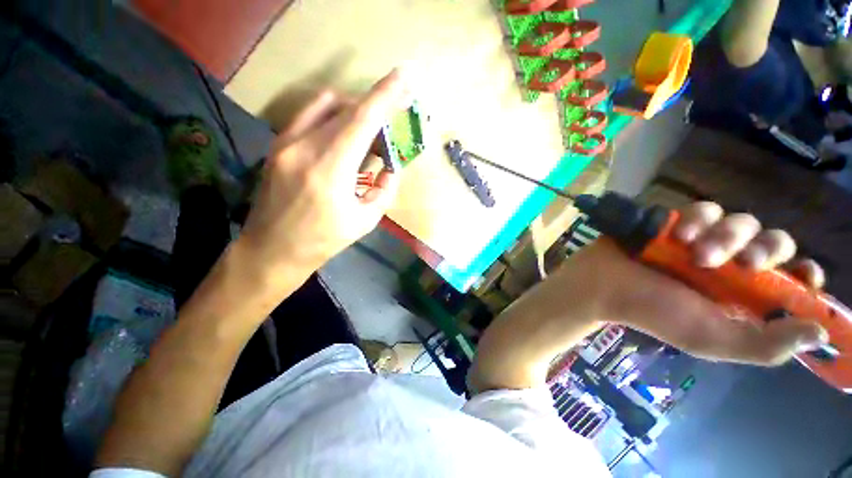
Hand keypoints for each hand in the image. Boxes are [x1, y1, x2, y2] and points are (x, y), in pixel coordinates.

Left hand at [239, 70, 409, 277]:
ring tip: (368, 133)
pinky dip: (334, 116)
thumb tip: (392, 167)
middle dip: (375, 109)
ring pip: (327, 104)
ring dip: (354, 110)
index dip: (386, 94)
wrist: (272, 249)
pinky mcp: (278, 144)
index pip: (363, 119)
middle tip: (390, 127)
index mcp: (329, 170)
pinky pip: (311, 115)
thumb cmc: (323, 240)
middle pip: (347, 109)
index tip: (405, 76)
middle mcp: (304, 146)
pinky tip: (343, 136)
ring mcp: (286, 141)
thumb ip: (384, 189)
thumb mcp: (365, 221)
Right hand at [579, 201, 827, 364]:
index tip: (803, 274)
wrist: (601, 285)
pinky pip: (705, 208)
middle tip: (746, 264)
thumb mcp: (712, 339)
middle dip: (766, 249)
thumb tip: (820, 334)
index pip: (791, 281)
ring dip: (726, 235)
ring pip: (741, 221)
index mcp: (741, 297)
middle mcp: (729, 266)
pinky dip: (697, 219)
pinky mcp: (678, 221)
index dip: (805, 275)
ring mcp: (703, 240)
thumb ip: (765, 345)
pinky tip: (679, 236)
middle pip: (774, 241)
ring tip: (696, 254)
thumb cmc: (653, 313)